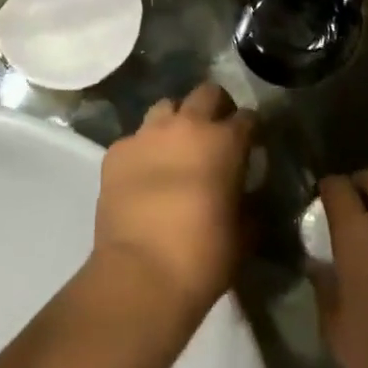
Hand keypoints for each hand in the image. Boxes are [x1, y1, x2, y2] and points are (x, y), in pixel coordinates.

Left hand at [91, 85, 255, 322]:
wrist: (141, 274)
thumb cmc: (203, 255)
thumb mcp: (244, 234)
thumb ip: (249, 204)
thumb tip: (248, 197)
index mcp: (224, 141)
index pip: (247, 117)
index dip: (251, 130)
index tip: (250, 144)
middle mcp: (186, 125)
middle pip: (206, 93)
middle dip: (215, 107)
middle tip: (215, 133)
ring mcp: (147, 134)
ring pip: (165, 107)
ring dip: (175, 122)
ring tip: (175, 148)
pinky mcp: (116, 151)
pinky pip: (134, 139)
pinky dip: (143, 151)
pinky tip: (143, 175)